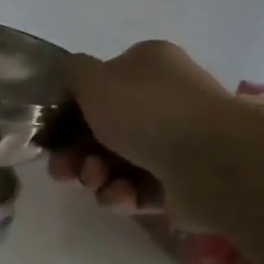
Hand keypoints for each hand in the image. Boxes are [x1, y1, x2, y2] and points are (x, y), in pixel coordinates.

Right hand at [47, 41, 237, 222]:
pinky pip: (137, 188)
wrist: (214, 163)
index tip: (49, 134)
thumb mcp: (94, 79)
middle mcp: (163, 100)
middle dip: (75, 152)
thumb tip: (69, 75)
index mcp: (147, 67)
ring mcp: (174, 142)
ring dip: (94, 175)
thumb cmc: (148, 112)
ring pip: (114, 162)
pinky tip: (121, 197)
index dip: (68, 111)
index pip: (98, 86)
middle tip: (63, 169)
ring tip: (95, 182)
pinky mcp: (180, 182)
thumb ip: (71, 72)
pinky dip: (122, 194)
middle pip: (100, 129)